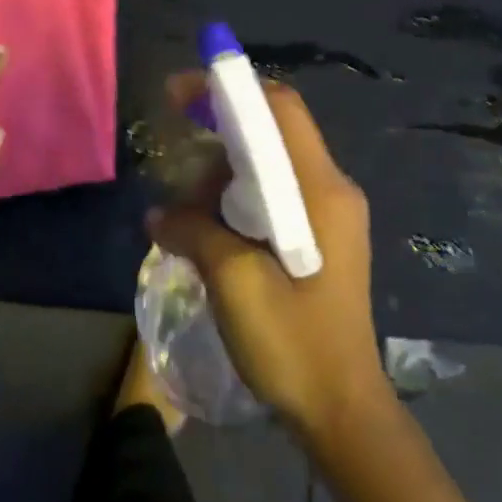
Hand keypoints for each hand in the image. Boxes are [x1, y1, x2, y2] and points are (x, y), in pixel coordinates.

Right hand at [149, 74, 385, 438]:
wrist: (343, 413)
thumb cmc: (294, 343)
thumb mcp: (233, 280)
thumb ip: (193, 231)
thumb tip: (158, 213)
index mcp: (320, 189)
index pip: (279, 108)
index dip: (230, 88)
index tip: (180, 92)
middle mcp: (330, 190)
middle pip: (272, 130)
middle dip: (220, 127)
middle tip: (175, 141)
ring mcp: (327, 214)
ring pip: (268, 163)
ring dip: (222, 169)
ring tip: (185, 203)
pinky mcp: (318, 238)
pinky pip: (272, 194)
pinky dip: (235, 195)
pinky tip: (205, 224)